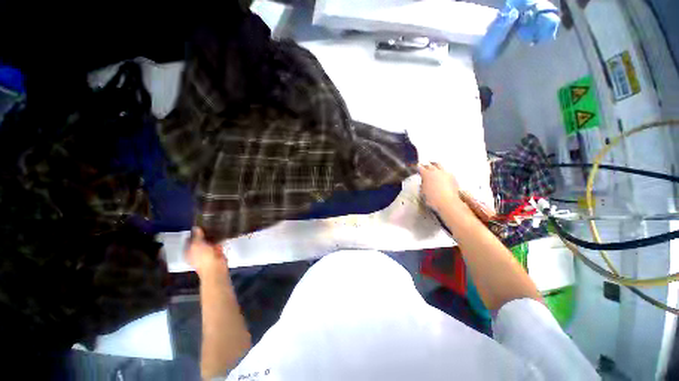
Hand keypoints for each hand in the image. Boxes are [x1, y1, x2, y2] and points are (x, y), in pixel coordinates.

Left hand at [186, 227, 227, 278]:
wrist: (216, 268)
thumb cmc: (203, 257)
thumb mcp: (197, 244)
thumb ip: (197, 236)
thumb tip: (196, 227)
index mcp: (188, 251)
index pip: (188, 240)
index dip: (192, 233)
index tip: (198, 224)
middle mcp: (196, 252)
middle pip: (199, 241)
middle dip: (203, 234)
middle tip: (208, 224)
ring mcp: (207, 253)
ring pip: (208, 242)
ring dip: (211, 236)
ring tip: (215, 226)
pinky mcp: (216, 253)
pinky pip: (217, 244)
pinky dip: (219, 240)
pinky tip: (221, 233)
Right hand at [418, 162, 460, 212]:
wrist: (447, 202)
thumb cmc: (432, 198)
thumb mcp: (423, 193)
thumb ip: (422, 186)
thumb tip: (423, 184)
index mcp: (426, 175)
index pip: (420, 168)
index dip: (417, 168)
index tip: (416, 168)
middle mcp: (435, 172)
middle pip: (430, 165)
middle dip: (426, 166)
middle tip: (424, 166)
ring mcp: (444, 173)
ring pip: (439, 165)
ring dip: (435, 165)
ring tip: (433, 166)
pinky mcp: (452, 177)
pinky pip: (446, 172)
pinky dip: (442, 172)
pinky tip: (442, 176)